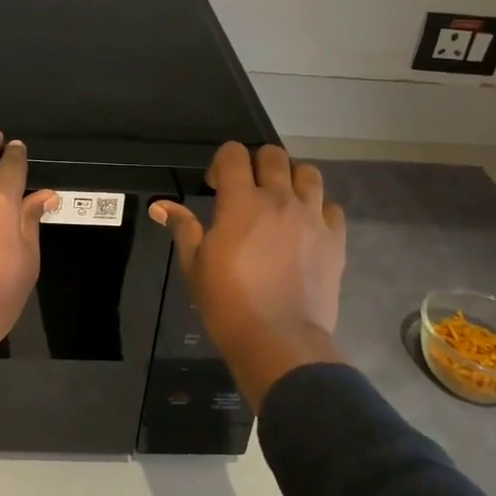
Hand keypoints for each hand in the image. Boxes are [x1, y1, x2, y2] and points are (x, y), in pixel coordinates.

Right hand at [150, 143, 347, 409]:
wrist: (280, 342)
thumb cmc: (228, 303)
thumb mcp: (195, 266)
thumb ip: (183, 228)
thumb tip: (160, 206)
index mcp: (241, 201)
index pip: (234, 153)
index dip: (222, 161)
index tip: (215, 185)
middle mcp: (279, 199)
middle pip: (273, 155)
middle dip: (256, 163)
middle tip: (247, 190)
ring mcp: (311, 217)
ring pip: (308, 173)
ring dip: (291, 179)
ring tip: (281, 201)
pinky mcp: (335, 239)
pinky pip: (331, 207)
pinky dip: (318, 208)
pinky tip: (306, 226)